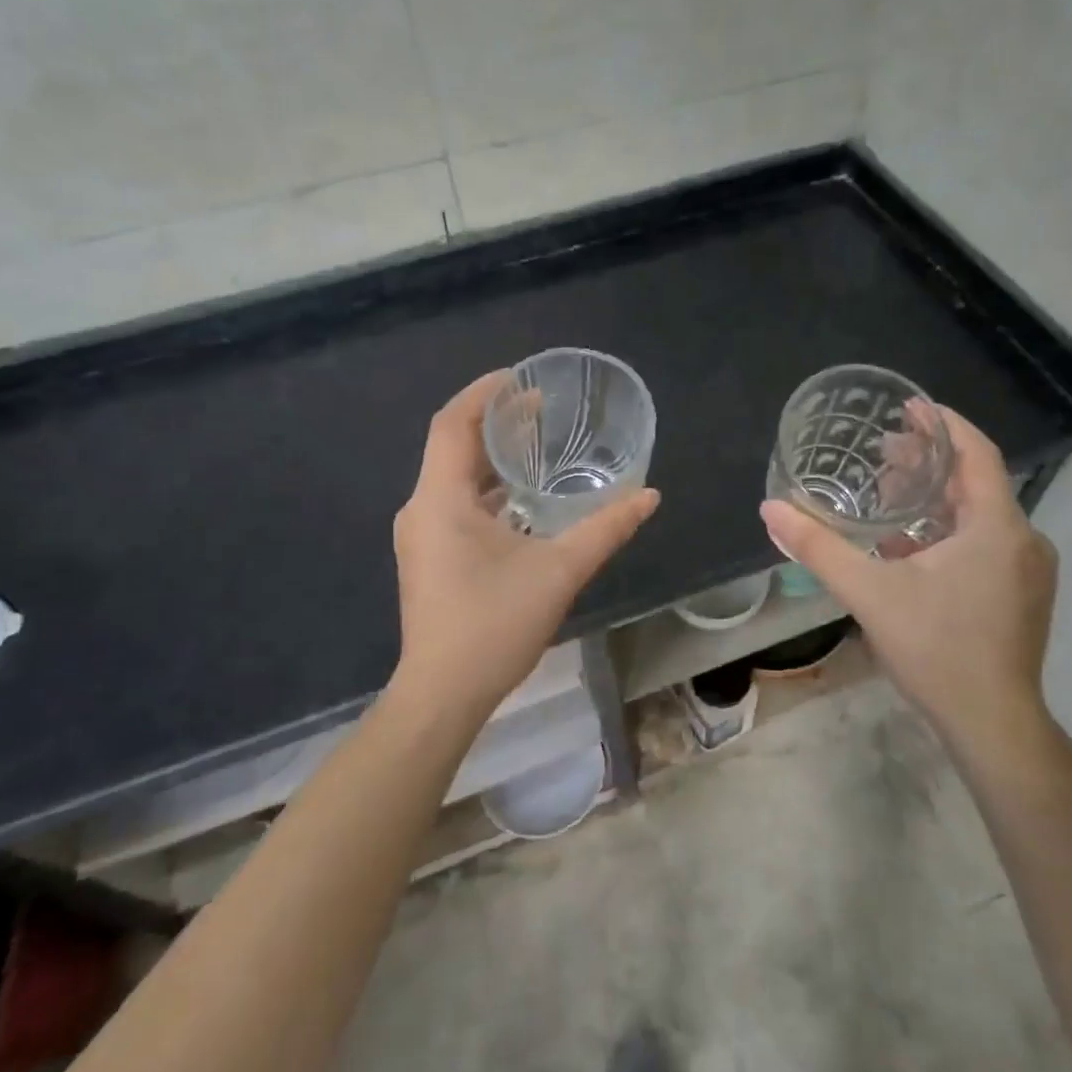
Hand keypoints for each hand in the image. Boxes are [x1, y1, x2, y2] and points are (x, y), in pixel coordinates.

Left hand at [391, 371, 659, 716]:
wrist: (443, 695)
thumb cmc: (494, 625)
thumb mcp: (559, 571)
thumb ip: (606, 529)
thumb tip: (649, 496)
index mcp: (440, 500)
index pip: (452, 424)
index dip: (483, 393)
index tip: (520, 376)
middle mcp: (422, 509)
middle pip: (453, 446)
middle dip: (495, 422)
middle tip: (540, 407)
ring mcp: (421, 535)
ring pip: (454, 477)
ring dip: (491, 457)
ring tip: (536, 445)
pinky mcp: (429, 557)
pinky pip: (455, 504)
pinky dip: (487, 489)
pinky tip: (522, 501)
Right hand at [760, 408, 1056, 743]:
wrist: (992, 724)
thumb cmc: (936, 649)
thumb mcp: (869, 593)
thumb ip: (818, 548)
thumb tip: (770, 509)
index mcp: (997, 527)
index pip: (977, 453)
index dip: (944, 424)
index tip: (909, 406)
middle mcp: (1023, 539)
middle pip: (976, 482)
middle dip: (930, 462)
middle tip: (884, 450)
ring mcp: (1029, 570)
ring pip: (980, 514)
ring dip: (937, 498)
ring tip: (890, 493)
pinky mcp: (1023, 594)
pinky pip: (986, 542)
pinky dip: (949, 530)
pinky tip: (910, 546)